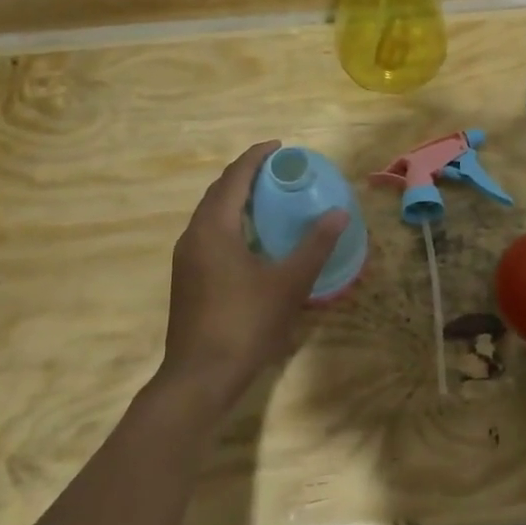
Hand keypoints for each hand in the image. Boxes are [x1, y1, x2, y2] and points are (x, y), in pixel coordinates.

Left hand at [157, 141, 347, 417]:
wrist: (199, 378)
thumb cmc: (245, 324)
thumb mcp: (289, 283)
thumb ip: (314, 245)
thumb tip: (339, 214)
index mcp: (214, 228)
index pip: (234, 178)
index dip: (256, 157)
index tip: (280, 147)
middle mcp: (194, 235)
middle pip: (219, 191)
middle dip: (247, 175)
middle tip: (279, 170)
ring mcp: (186, 258)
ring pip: (211, 214)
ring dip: (237, 199)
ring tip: (269, 197)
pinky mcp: (187, 278)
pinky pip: (209, 233)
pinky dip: (231, 221)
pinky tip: (253, 238)